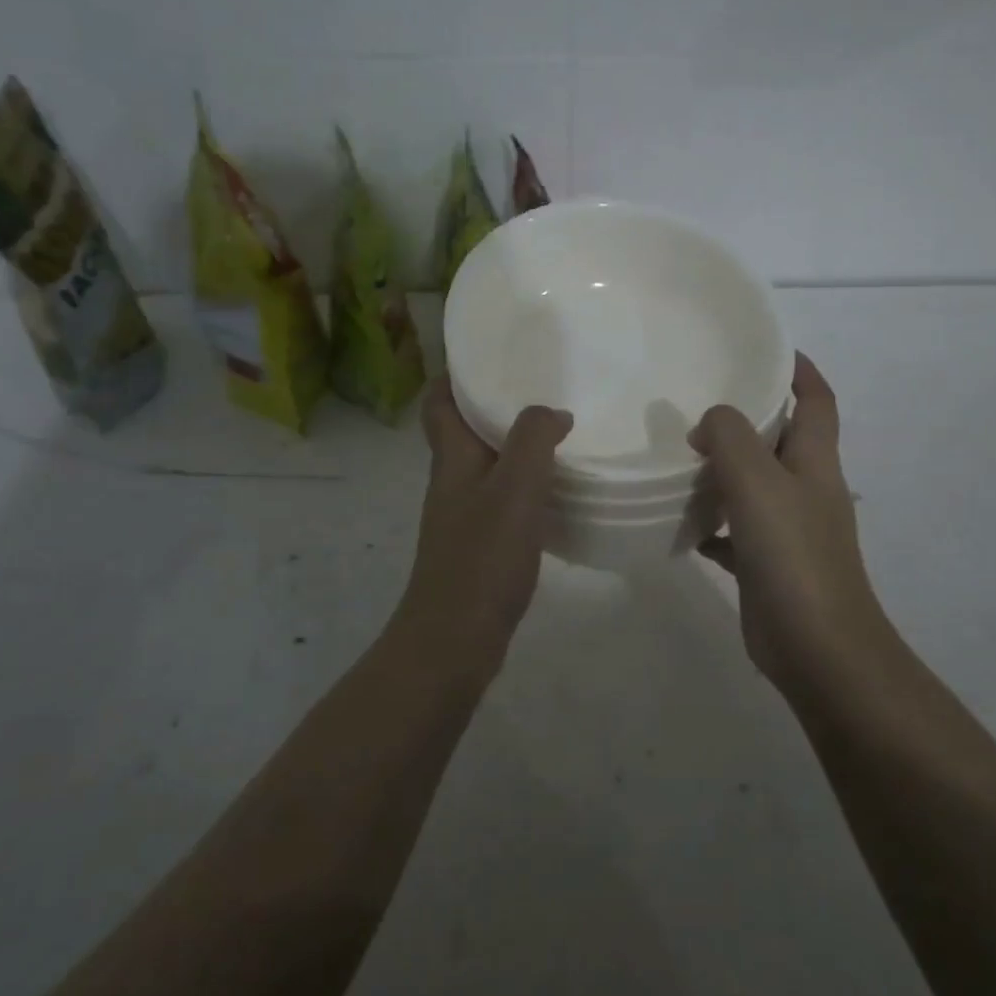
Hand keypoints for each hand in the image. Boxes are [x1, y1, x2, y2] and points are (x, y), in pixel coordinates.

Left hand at [394, 377, 572, 676]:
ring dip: (513, 447)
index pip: (438, 403)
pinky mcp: (478, 546)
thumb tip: (552, 412)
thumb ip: (533, 441)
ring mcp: (463, 516)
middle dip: (493, 406)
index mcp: (451, 459)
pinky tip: (557, 491)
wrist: (454, 640)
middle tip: (540, 388)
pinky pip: (501, 499)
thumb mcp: (514, 490)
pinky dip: (524, 485)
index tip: (488, 355)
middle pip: (463, 430)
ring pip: (485, 465)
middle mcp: (451, 481)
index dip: (453, 375)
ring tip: (557, 433)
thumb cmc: (481, 559)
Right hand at [691, 354, 894, 696]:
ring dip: (724, 469)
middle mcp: (807, 489)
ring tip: (679, 452)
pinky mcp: (766, 564)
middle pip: (781, 439)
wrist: (817, 649)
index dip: (800, 370)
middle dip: (748, 417)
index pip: (817, 401)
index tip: (766, 348)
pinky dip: (711, 521)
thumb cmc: (793, 555)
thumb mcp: (757, 481)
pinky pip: (734, 530)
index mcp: (815, 462)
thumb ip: (729, 437)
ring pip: (754, 484)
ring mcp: (788, 530)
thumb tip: (708, 424)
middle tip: (700, 400)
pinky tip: (680, 520)